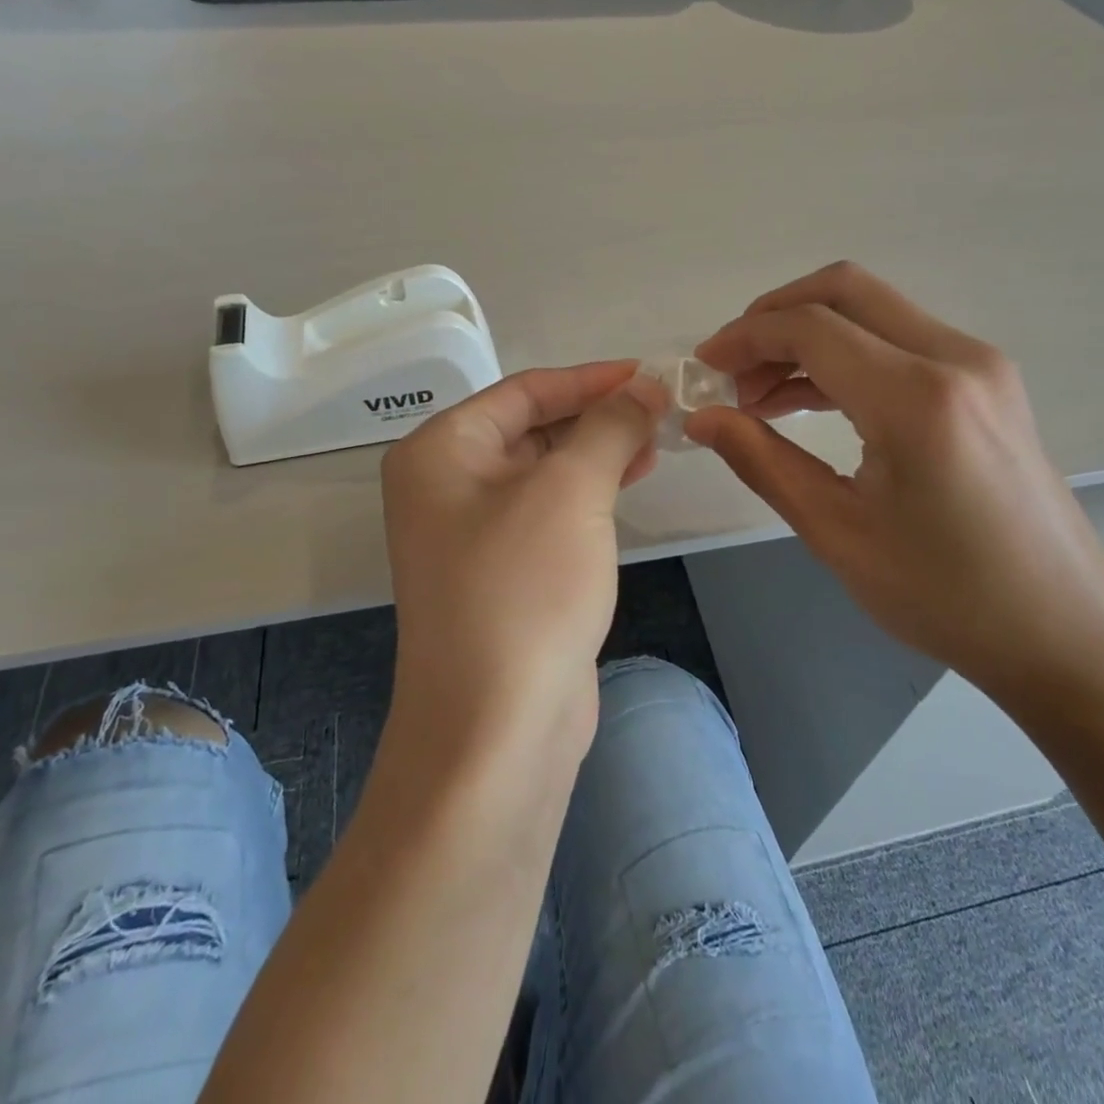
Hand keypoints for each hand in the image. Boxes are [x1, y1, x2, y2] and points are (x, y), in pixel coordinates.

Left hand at [380, 361, 664, 758]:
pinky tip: (630, 481)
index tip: (650, 374)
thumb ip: (610, 427)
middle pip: (532, 427)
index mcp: (441, 452)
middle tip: (661, 408)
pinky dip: (589, 492)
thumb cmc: (525, 589)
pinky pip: (549, 512)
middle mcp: (446, 485)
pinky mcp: (503, 572)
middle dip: (597, 415)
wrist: (497, 728)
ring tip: (656, 440)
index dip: (590, 379)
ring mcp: (472, 533)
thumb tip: (646, 387)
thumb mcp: (572, 491)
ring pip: (544, 470)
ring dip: (598, 452)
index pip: (524, 391)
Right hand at [690, 262, 1103, 701]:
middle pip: (844, 290)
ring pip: (873, 310)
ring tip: (759, 394)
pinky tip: (808, 398)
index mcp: (916, 398)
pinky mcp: (987, 381)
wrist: (1064, 629)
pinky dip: (846, 354)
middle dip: (773, 317)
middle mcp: (955, 358)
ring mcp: (979, 364)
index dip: (744, 338)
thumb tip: (701, 418)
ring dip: (808, 335)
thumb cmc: (946, 595)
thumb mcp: (837, 533)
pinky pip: (900, 340)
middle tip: (730, 368)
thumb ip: (762, 461)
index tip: (703, 369)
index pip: (810, 328)